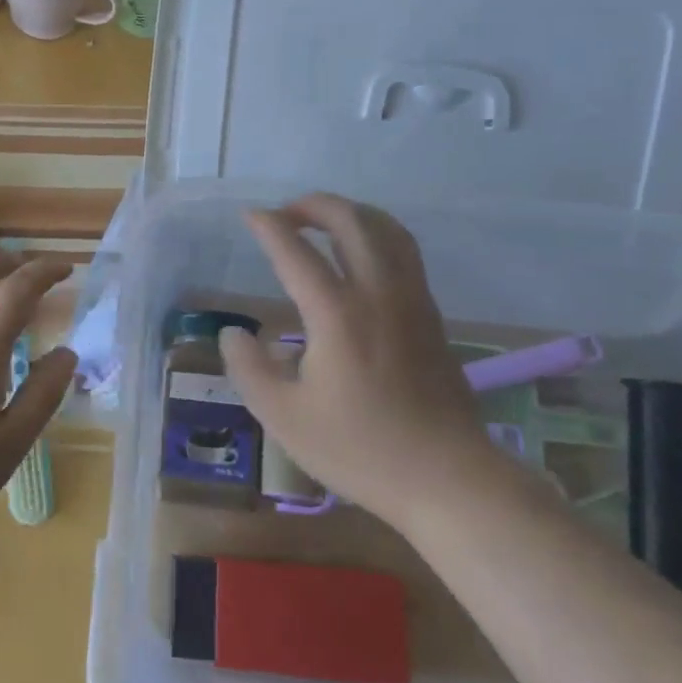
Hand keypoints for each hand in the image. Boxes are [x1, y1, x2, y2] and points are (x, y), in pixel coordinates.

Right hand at [219, 194, 487, 529]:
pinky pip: (404, 252)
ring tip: (325, 221)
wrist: (447, 477)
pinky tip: (362, 255)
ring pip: (387, 230)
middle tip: (286, 212)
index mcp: (337, 314)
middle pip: (351, 222)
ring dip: (352, 213)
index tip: (250, 216)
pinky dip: (377, 234)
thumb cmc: (359, 449)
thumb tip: (233, 332)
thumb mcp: (284, 417)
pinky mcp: (431, 315)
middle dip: (314, 205)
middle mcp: (378, 293)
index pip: (296, 252)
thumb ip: (248, 368)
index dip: (269, 227)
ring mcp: (412, 300)